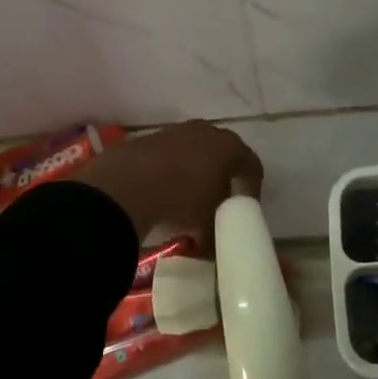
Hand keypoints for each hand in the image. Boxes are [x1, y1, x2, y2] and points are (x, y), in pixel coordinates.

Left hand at [70, 121, 263, 252]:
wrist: (126, 184)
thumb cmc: (181, 200)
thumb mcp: (207, 224)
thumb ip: (216, 232)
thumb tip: (212, 247)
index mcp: (229, 147)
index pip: (251, 166)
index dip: (251, 189)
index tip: (244, 209)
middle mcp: (206, 131)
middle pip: (222, 154)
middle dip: (222, 178)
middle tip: (217, 203)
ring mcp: (175, 131)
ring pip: (193, 152)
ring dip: (193, 173)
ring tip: (186, 199)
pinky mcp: (148, 138)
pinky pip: (167, 156)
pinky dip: (169, 171)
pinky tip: (161, 192)